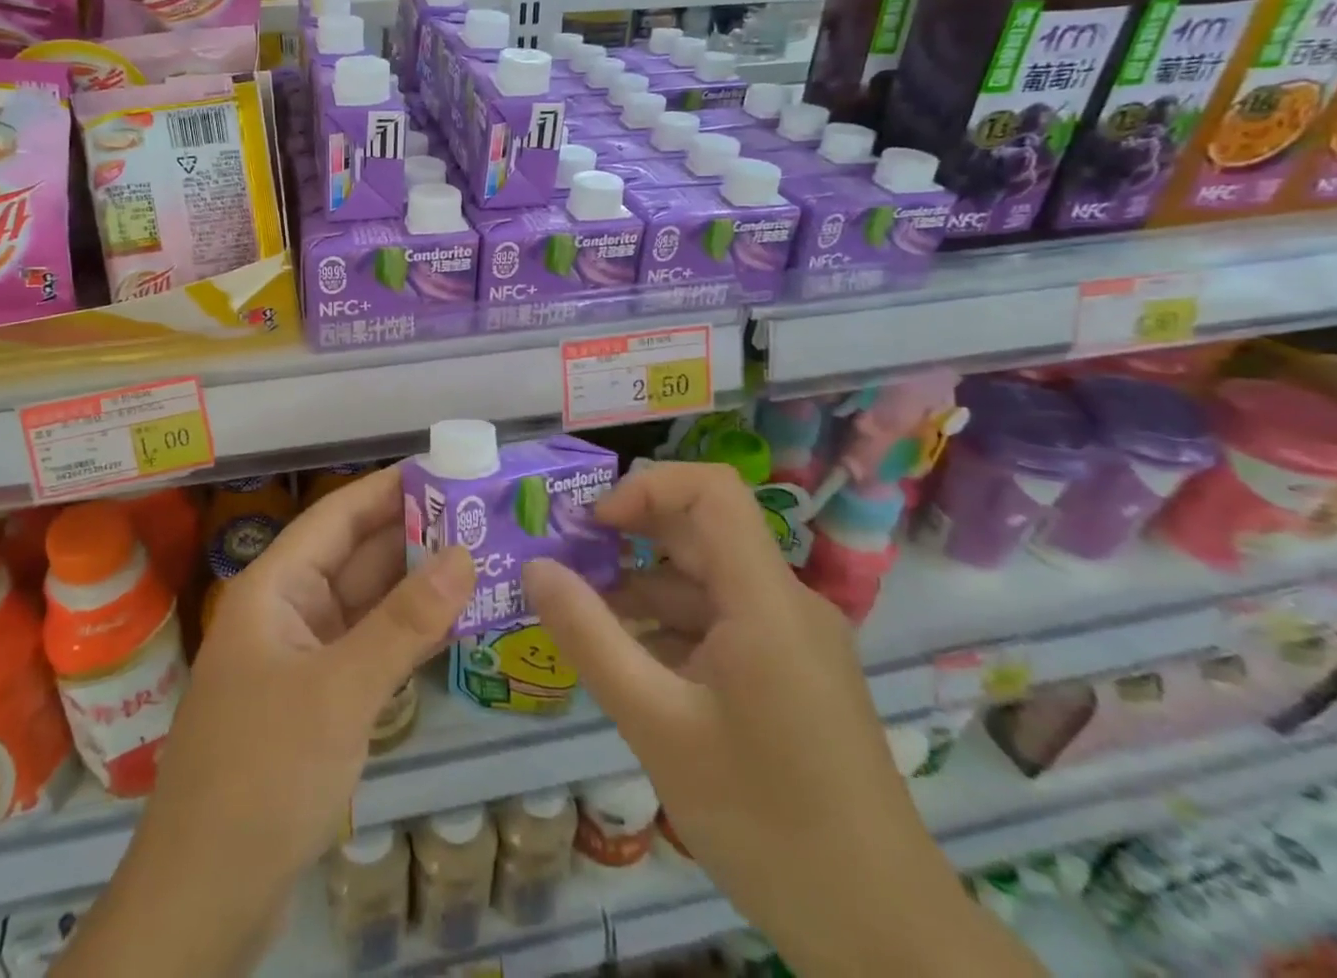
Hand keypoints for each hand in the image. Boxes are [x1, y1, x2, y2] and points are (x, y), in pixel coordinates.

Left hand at [62, 465, 474, 977]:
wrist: (203, 898)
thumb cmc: (263, 774)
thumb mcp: (339, 692)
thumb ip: (404, 623)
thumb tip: (465, 556)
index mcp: (275, 587)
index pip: (337, 516)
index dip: (388, 488)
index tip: (446, 470)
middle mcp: (286, 610)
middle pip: (355, 557)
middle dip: (415, 536)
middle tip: (483, 517)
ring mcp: (301, 658)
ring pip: (365, 604)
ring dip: (416, 587)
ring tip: (483, 560)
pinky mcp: (315, 702)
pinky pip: (366, 648)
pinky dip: (405, 635)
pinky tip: (452, 625)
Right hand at [523, 462, 1041, 977]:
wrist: (886, 936)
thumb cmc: (767, 821)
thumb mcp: (657, 726)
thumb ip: (589, 638)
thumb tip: (535, 568)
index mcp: (765, 599)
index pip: (711, 490)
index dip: (646, 487)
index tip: (592, 526)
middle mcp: (785, 603)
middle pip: (701, 533)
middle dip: (628, 539)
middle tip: (564, 563)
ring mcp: (792, 640)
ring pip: (706, 583)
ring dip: (642, 590)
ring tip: (580, 619)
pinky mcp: (791, 675)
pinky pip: (721, 624)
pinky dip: (669, 630)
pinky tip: (629, 665)